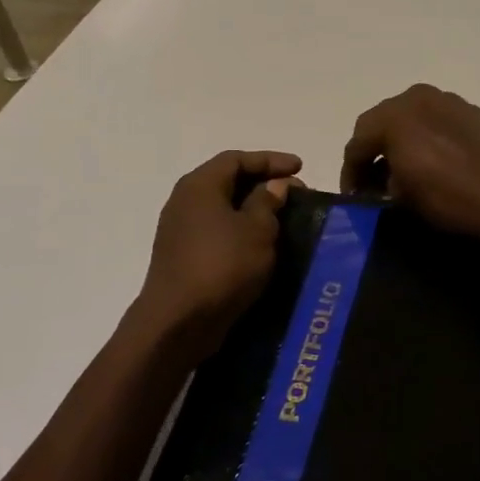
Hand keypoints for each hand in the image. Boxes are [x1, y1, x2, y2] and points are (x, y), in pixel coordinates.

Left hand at [134, 150, 301, 351]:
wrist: (178, 321)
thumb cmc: (222, 265)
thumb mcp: (257, 229)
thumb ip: (268, 201)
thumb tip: (275, 185)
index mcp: (200, 186)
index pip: (237, 159)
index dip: (271, 160)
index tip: (301, 168)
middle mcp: (185, 201)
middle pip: (228, 180)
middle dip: (264, 183)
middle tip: (296, 194)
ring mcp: (181, 230)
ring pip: (224, 207)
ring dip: (255, 209)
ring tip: (284, 217)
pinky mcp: (185, 256)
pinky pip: (219, 231)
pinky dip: (243, 229)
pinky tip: (263, 243)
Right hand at [340, 85, 479, 242]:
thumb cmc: (447, 197)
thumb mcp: (401, 196)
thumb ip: (381, 181)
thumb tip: (384, 180)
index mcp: (395, 114)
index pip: (358, 141)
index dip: (351, 171)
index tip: (354, 196)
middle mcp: (419, 97)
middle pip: (383, 122)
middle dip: (375, 151)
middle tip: (374, 183)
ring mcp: (449, 101)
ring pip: (412, 117)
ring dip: (402, 141)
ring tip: (404, 172)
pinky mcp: (472, 113)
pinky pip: (438, 121)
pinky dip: (428, 137)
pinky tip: (434, 161)